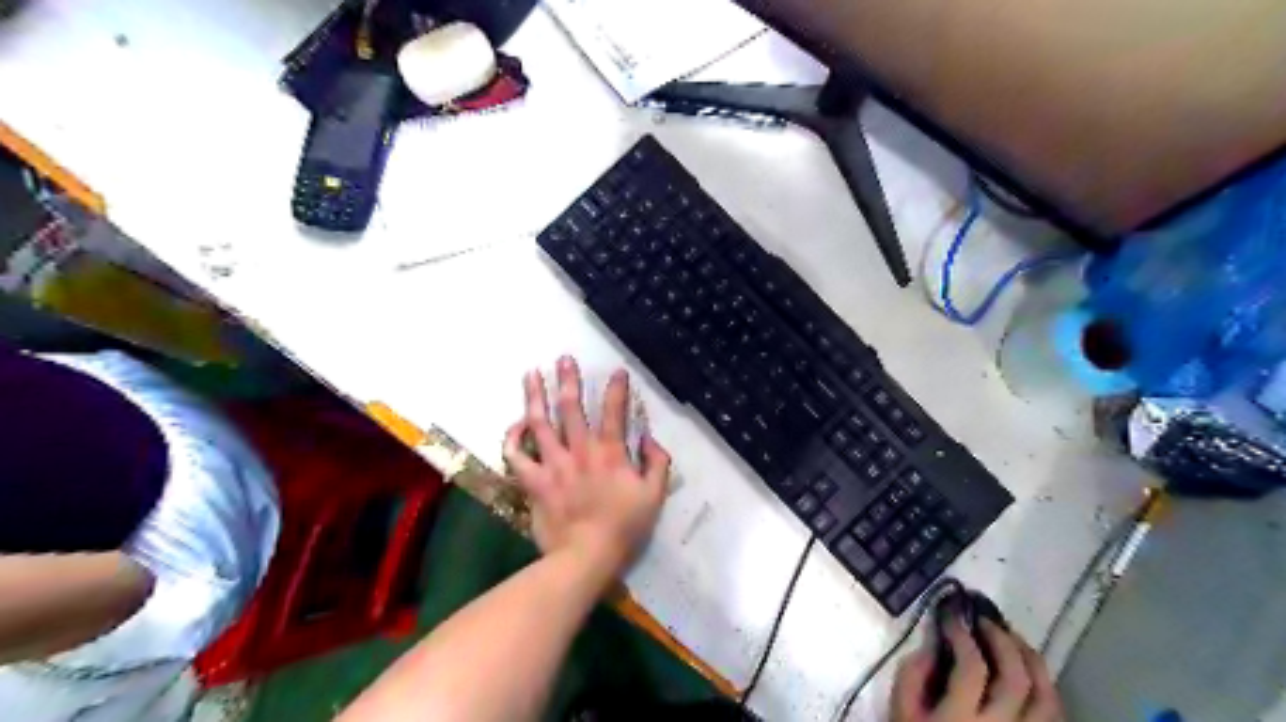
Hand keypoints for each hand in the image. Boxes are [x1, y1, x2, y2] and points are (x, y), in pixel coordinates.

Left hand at [501, 357, 666, 582]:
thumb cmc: (624, 528)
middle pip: (571, 408)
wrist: (585, 557)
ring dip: (535, 396)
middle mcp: (579, 451)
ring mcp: (553, 464)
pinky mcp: (533, 481)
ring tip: (531, 374)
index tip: (617, 371)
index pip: (615, 412)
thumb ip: (657, 464)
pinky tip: (515, 424)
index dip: (617, 389)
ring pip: (540, 423)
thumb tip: (650, 439)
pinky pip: (516, 456)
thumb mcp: (654, 496)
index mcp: (610, 453)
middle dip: (568, 380)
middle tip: (563, 359)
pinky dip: (513, 438)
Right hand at [897, 619, 1065, 720]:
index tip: (952, 616)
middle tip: (985, 620)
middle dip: (1002, 640)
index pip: (973, 667)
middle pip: (1017, 679)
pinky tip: (1029, 673)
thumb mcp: (901, 712)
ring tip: (1014, 639)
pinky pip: (1054, 717)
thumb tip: (935, 642)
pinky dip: (1046, 689)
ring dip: (1033, 661)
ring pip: (1047, 699)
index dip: (963, 634)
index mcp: (961, 720)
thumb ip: (912, 674)